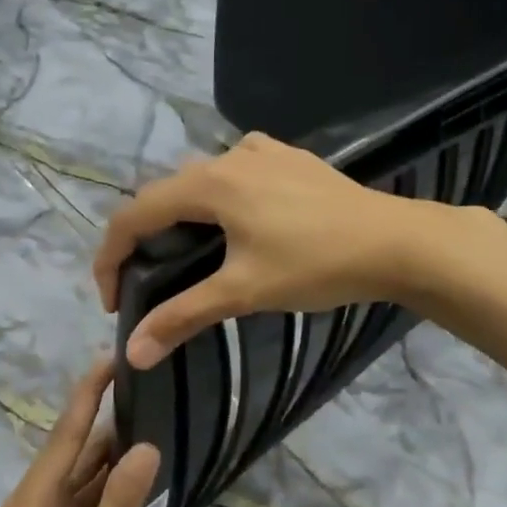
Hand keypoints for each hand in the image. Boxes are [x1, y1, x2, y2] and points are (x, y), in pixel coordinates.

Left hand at [0, 362, 160, 506]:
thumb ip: (119, 505)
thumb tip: (146, 446)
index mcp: (32, 501)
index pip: (66, 433)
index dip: (89, 393)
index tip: (112, 357)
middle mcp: (34, 504)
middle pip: (75, 452)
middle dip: (108, 421)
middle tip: (150, 389)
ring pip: (83, 480)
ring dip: (112, 457)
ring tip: (153, 421)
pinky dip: (110, 493)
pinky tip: (138, 478)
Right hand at [93, 133, 435, 368]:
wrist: (396, 242)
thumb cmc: (315, 264)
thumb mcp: (243, 291)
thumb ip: (183, 316)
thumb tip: (133, 354)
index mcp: (208, 184)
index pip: (134, 215)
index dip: (110, 258)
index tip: (113, 302)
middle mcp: (227, 157)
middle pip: (164, 195)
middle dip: (143, 239)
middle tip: (146, 284)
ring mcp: (262, 152)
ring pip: (201, 179)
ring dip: (182, 214)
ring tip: (188, 253)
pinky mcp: (290, 158)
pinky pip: (237, 169)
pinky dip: (221, 194)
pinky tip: (239, 216)